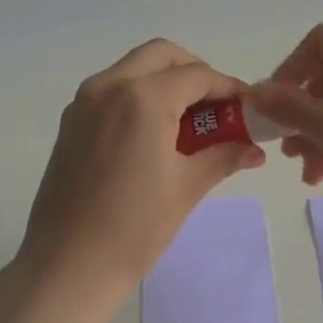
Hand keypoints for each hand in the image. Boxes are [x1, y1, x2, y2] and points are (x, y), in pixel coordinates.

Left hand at [17, 39, 264, 295]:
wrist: (68, 266)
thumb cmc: (134, 227)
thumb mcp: (186, 188)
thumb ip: (223, 156)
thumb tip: (254, 149)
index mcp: (142, 98)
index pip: (197, 76)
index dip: (228, 87)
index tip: (248, 106)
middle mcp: (108, 86)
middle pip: (161, 56)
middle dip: (194, 72)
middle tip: (216, 107)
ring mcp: (83, 103)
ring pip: (133, 69)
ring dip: (165, 82)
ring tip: (188, 123)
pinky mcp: (70, 123)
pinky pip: (112, 91)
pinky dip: (139, 97)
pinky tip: (154, 135)